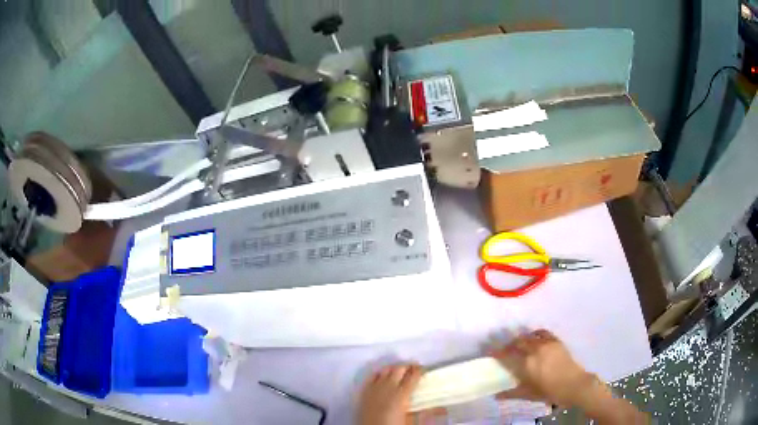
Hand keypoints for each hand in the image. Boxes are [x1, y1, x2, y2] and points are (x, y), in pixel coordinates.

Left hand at [357, 364, 422, 424]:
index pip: (413, 375)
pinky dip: (380, 373)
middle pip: (399, 368)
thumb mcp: (412, 421)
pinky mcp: (364, 391)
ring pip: (385, 369)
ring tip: (400, 372)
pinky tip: (383, 376)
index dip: (420, 370)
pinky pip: (372, 376)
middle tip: (414, 369)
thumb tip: (443, 409)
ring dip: (394, 368)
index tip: (424, 369)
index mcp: (401, 394)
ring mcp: (374, 388)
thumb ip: (428, 413)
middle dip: (408, 366)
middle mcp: (387, 387)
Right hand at [491, 329, 598, 407]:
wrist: (574, 384)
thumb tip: (496, 396)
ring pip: (528, 336)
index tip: (488, 351)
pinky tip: (533, 338)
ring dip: (519, 339)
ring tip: (516, 344)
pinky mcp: (555, 341)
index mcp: (525, 364)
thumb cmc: (549, 392)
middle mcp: (534, 350)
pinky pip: (541, 333)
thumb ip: (511, 393)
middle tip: (502, 349)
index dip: (495, 352)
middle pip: (516, 342)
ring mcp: (546, 344)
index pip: (505, 355)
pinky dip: (534, 334)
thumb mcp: (528, 394)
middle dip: (506, 344)